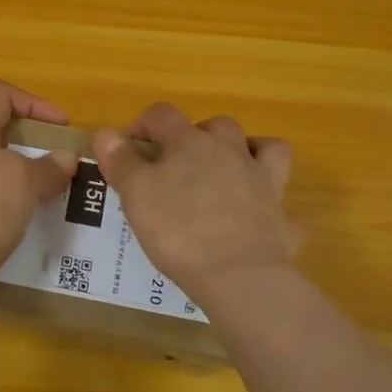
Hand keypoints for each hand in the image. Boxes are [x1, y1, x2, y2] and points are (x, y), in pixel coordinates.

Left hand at [0, 80, 77, 299]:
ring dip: (24, 181)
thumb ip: (47, 167)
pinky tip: (29, 226)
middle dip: (33, 146)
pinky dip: (10, 209)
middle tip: (61, 167)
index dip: (33, 102)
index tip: (61, 128)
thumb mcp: (22, 181)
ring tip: (52, 199)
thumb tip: (65, 158)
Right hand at [94, 104, 295, 304]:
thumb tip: (107, 133)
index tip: (129, 145)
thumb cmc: (178, 230)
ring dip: (250, 152)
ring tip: (231, 171)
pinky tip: (260, 222)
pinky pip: (285, 207)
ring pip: (267, 149)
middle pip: (219, 126)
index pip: (164, 115)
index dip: (144, 124)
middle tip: (179, 162)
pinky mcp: (283, 220)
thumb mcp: (136, 194)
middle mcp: (232, 153)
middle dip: (198, 135)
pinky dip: (274, 209)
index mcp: (191, 144)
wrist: (238, 276)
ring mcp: (264, 184)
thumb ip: (121, 161)